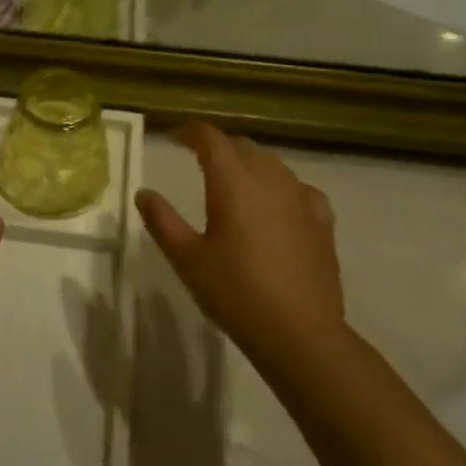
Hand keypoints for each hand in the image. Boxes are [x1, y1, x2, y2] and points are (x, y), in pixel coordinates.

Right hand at [134, 124, 345, 382]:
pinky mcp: (322, 221)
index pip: (211, 139)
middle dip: (220, 146)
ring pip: (272, 164)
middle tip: (199, 158)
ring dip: (249, 162)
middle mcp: (269, 179)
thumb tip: (144, 193)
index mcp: (233, 182)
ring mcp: (301, 198)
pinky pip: (298, 188)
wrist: (300, 333)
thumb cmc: (236, 293)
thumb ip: (163, 221)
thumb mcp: (187, 259)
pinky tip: (277, 202)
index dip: (192, 132)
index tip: (175, 137)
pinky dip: (280, 185)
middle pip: (243, 147)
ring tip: (234, 179)